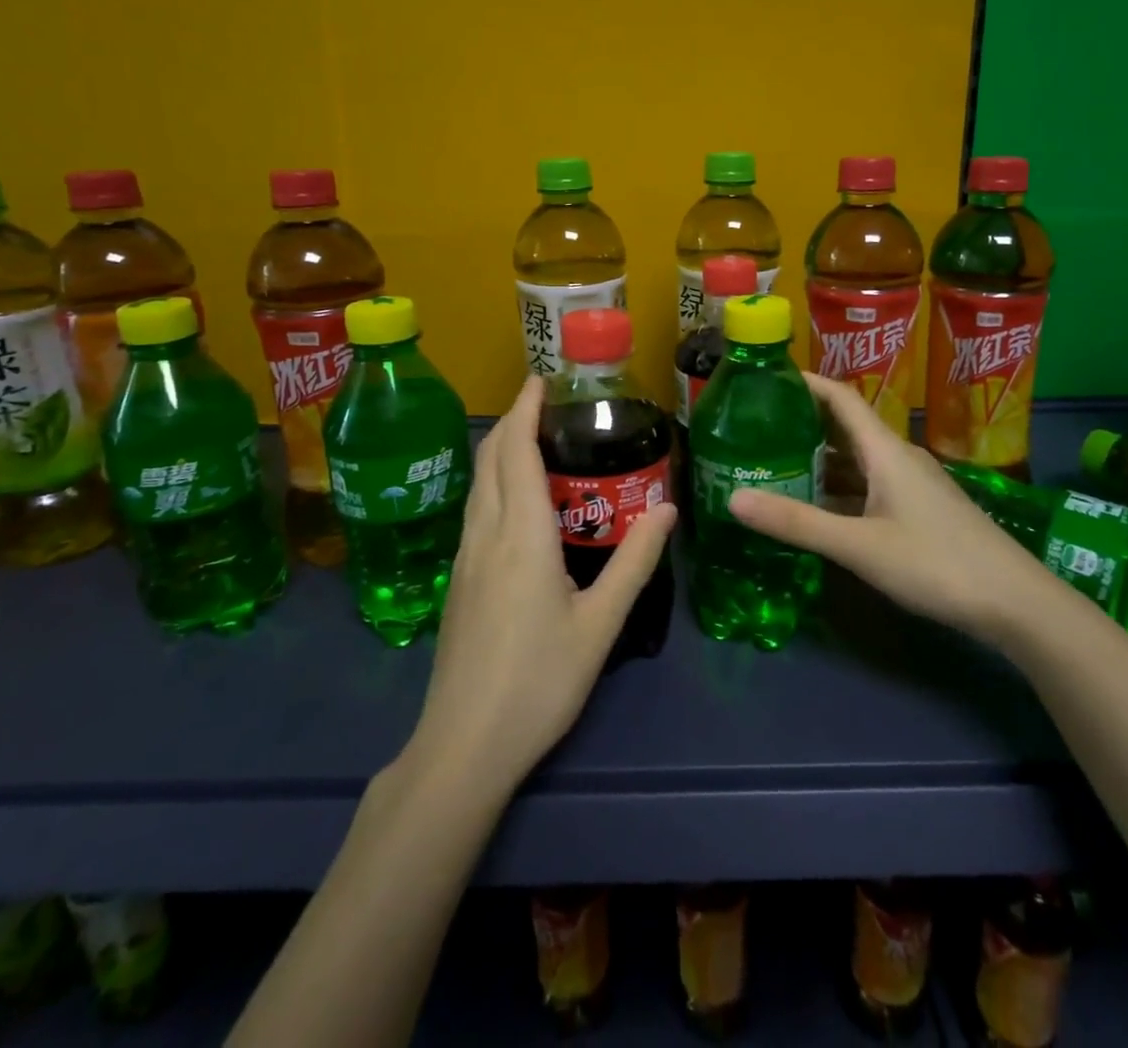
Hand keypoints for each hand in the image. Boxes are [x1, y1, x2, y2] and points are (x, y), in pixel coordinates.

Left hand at [410, 376, 676, 793]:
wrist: (464, 746)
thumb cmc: (540, 682)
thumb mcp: (601, 623)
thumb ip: (635, 562)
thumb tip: (669, 509)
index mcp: (521, 536)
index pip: (516, 452)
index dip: (525, 409)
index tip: (541, 380)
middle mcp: (485, 535)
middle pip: (490, 460)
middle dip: (512, 421)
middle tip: (547, 404)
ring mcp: (465, 559)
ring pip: (478, 485)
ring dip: (501, 452)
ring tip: (536, 441)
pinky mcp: (459, 582)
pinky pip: (475, 511)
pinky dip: (494, 483)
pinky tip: (518, 503)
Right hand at [726, 373, 1047, 641]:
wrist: (1015, 603)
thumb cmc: (936, 563)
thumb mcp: (859, 546)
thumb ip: (796, 523)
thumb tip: (733, 499)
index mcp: (885, 450)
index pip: (840, 397)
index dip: (805, 381)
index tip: (765, 378)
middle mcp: (898, 458)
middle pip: (845, 426)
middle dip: (802, 421)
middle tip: (756, 426)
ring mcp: (912, 485)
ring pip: (856, 459)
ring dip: (819, 457)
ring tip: (775, 463)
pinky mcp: (919, 510)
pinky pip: (868, 484)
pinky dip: (838, 487)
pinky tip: (817, 506)